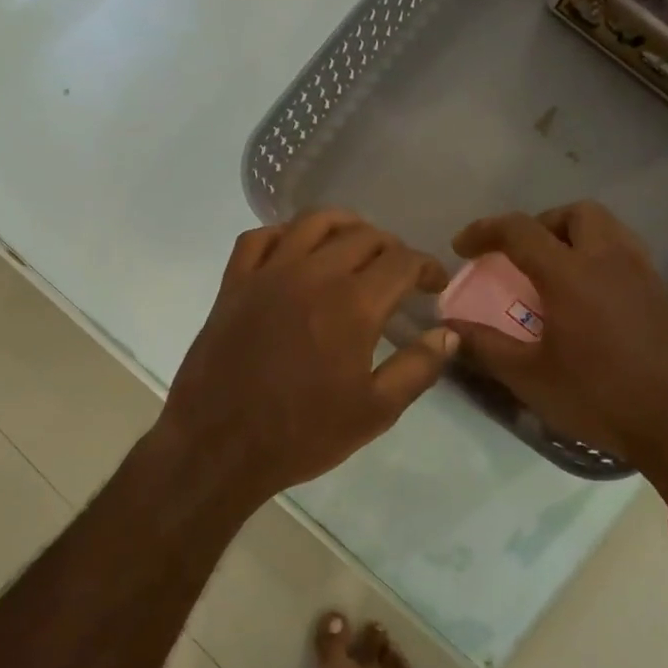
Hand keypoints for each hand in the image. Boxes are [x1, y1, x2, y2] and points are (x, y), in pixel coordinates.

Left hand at [158, 210, 455, 505]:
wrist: (219, 445)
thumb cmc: (301, 434)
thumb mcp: (375, 412)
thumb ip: (418, 368)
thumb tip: (449, 333)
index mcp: (353, 304)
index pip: (402, 261)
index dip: (426, 267)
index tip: (434, 284)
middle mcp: (312, 274)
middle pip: (362, 235)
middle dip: (391, 248)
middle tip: (398, 273)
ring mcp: (268, 273)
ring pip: (312, 222)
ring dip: (343, 226)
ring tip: (355, 246)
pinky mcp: (233, 283)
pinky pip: (259, 238)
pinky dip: (283, 234)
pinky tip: (293, 251)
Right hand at [448, 202, 667, 500]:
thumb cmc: (600, 397)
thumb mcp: (530, 376)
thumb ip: (485, 345)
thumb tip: (449, 326)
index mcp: (570, 274)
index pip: (520, 230)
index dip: (484, 230)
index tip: (462, 247)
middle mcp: (609, 260)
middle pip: (574, 213)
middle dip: (540, 224)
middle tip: (520, 255)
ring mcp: (643, 274)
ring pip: (607, 228)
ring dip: (573, 236)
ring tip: (553, 272)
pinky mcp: (663, 294)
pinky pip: (625, 253)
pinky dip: (598, 257)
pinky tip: (588, 299)